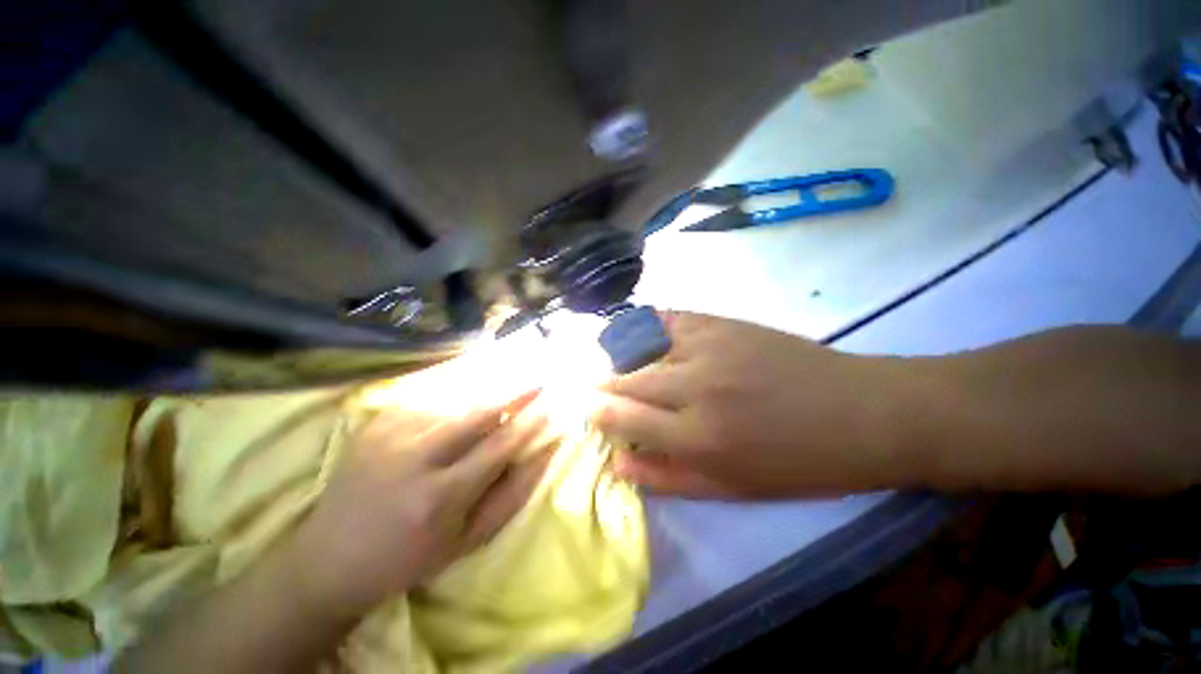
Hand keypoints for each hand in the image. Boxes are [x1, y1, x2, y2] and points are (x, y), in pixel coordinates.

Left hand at [288, 390, 554, 616]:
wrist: (329, 559)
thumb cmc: (410, 556)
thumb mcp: (469, 539)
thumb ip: (513, 494)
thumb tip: (546, 451)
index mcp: (439, 497)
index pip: (500, 445)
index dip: (530, 421)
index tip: (551, 403)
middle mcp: (413, 459)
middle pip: (477, 412)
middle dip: (513, 392)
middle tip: (538, 378)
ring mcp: (389, 436)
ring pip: (454, 404)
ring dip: (484, 397)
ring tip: (505, 391)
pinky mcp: (375, 424)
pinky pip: (428, 402)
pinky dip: (454, 403)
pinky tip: (460, 409)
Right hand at [592, 312, 903, 497]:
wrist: (863, 413)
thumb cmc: (798, 463)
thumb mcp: (734, 490)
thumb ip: (668, 478)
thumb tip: (618, 463)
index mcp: (698, 437)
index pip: (622, 418)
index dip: (597, 413)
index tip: (588, 410)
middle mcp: (696, 386)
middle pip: (625, 379)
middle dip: (602, 385)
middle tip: (596, 388)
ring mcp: (709, 346)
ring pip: (640, 345)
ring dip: (619, 356)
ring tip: (613, 361)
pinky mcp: (723, 322)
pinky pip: (667, 317)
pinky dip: (646, 324)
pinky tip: (642, 333)